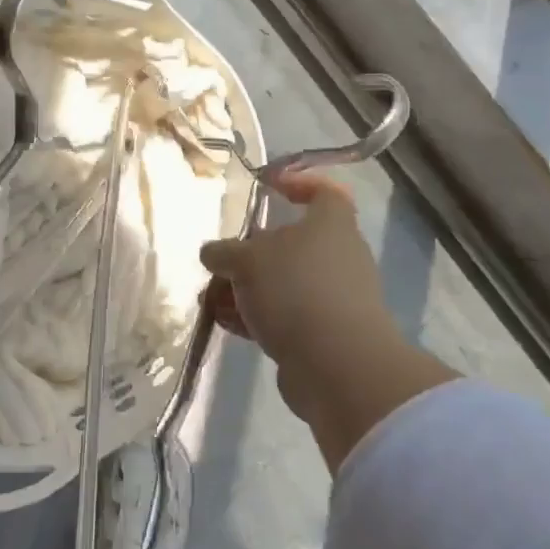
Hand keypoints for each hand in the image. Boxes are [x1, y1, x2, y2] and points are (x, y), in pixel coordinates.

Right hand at [201, 172, 452, 468]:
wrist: (337, 365)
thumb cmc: (295, 289)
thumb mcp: (246, 260)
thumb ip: (224, 252)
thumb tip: (212, 252)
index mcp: (330, 224)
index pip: (324, 192)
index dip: (297, 183)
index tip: (268, 187)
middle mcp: (339, 256)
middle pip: (291, 243)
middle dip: (250, 253)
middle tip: (220, 262)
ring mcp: (335, 297)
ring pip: (284, 283)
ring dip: (246, 289)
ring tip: (210, 300)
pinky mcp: (326, 334)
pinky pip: (286, 315)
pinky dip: (257, 316)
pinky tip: (225, 324)